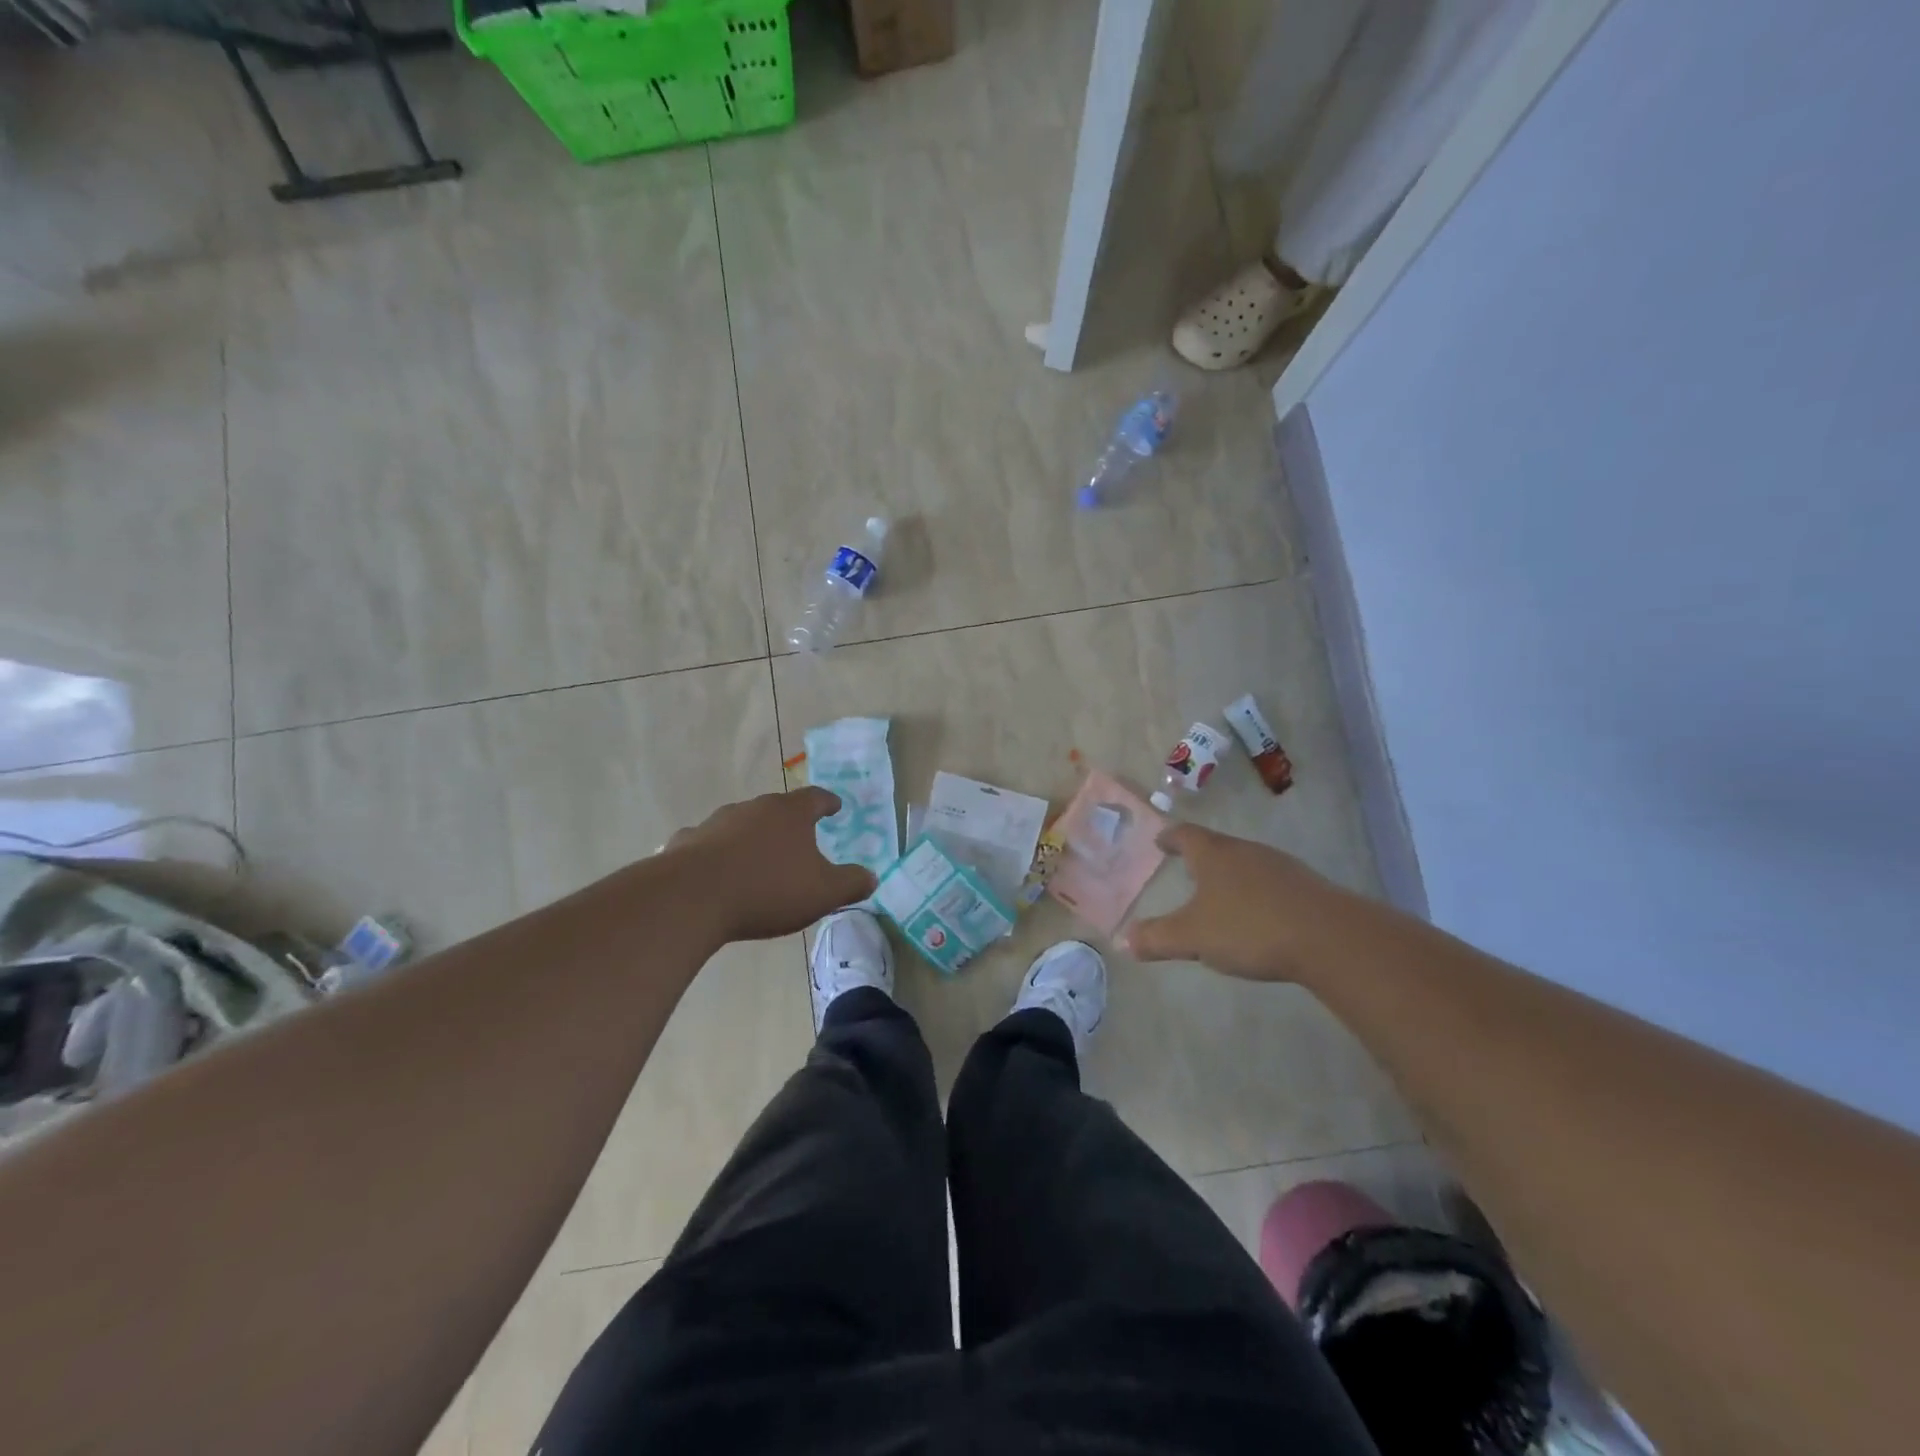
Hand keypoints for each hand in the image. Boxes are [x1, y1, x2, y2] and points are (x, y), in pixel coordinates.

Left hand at [667, 787, 876, 942]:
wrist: (693, 898)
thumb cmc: (768, 889)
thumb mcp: (823, 893)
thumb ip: (851, 883)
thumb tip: (872, 877)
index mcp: (790, 813)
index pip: (816, 798)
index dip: (828, 802)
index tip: (835, 807)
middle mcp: (754, 808)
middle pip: (776, 808)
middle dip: (788, 822)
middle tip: (798, 837)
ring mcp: (716, 822)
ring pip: (741, 824)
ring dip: (751, 837)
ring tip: (758, 857)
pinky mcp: (687, 842)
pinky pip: (707, 844)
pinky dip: (716, 852)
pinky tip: (716, 871)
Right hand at [1123, 824, 1339, 981]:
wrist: (1330, 938)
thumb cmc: (1249, 927)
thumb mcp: (1194, 937)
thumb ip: (1158, 938)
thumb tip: (1124, 941)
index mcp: (1214, 854)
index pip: (1186, 835)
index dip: (1170, 837)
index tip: (1160, 841)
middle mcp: (1246, 851)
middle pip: (1217, 846)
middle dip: (1200, 857)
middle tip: (1186, 868)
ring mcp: (1280, 867)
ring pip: (1246, 864)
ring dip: (1230, 875)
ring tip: (1219, 895)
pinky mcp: (1306, 888)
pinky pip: (1271, 883)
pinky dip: (1256, 893)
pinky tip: (1257, 916)